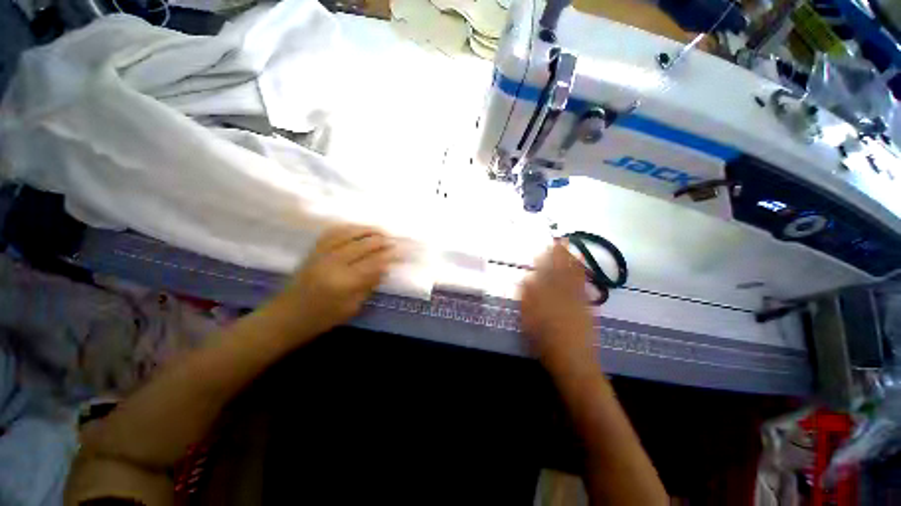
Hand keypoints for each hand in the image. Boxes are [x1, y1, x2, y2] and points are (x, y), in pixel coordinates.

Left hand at [271, 224, 398, 340]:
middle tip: (394, 241)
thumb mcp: (352, 307)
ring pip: (348, 234)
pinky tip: (358, 229)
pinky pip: (332, 232)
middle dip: (382, 241)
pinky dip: (348, 228)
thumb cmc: (322, 318)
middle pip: (363, 245)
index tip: (402, 252)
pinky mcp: (313, 251)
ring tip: (380, 231)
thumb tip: (385, 267)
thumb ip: (369, 284)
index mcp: (344, 282)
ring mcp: (321, 254)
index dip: (390, 255)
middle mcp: (333, 263)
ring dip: (367, 230)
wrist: (286, 317)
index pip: (374, 262)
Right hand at [520, 241, 596, 371]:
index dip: (545, 259)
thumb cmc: (545, 342)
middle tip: (560, 240)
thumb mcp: (529, 321)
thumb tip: (528, 279)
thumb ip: (527, 298)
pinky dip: (582, 274)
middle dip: (560, 254)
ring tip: (571, 248)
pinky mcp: (586, 306)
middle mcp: (562, 293)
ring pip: (573, 275)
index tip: (544, 247)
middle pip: (560, 270)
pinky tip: (581, 267)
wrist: (573, 359)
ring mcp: (576, 299)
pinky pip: (583, 285)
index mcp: (546, 296)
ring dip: (571, 260)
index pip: (545, 273)